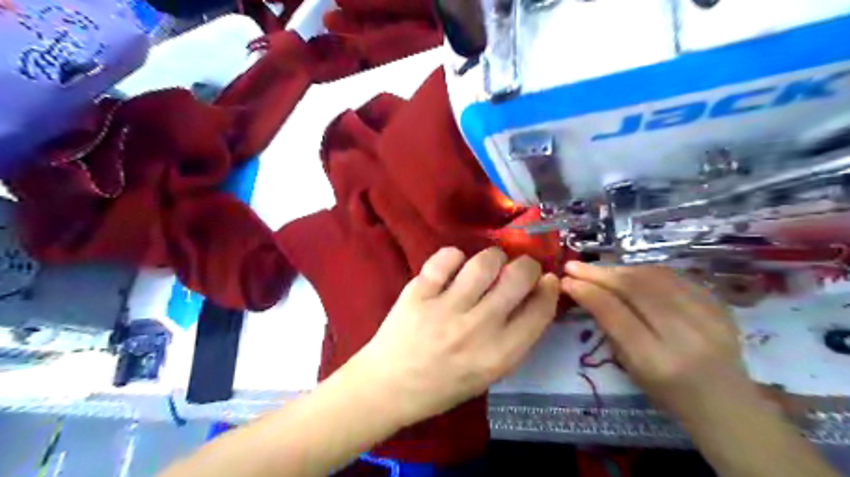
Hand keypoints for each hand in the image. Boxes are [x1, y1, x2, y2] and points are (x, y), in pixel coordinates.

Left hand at [348, 247, 563, 425]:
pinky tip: (454, 265)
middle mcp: (477, 329)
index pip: (540, 311)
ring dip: (493, 257)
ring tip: (488, 264)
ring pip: (484, 262)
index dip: (549, 289)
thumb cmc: (441, 387)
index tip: (546, 280)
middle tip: (519, 267)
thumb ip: (512, 340)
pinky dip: (454, 256)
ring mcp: (445, 308)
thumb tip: (531, 299)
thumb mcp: (487, 375)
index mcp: (498, 356)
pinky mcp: (418, 293)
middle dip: (527, 266)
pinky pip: (445, 259)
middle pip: (518, 278)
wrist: (387, 387)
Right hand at [563, 262, 749, 419]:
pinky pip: (674, 276)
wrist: (726, 402)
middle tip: (574, 266)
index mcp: (657, 360)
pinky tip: (629, 272)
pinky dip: (644, 271)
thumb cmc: (668, 393)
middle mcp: (685, 334)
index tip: (567, 280)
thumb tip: (585, 291)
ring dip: (620, 269)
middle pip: (635, 289)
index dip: (588, 292)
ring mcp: (708, 316)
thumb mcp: (630, 367)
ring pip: (654, 276)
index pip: (615, 313)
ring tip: (599, 269)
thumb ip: (610, 328)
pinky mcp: (719, 304)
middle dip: (599, 273)